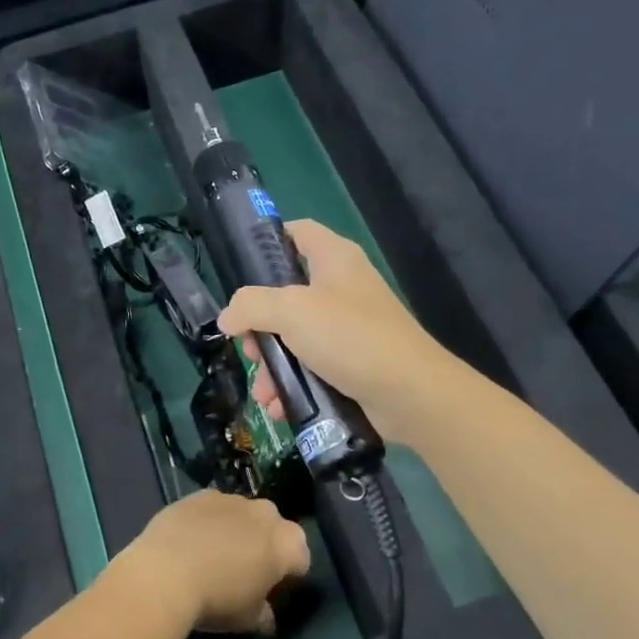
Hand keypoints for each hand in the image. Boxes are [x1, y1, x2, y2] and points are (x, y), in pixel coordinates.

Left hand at [112, 490, 309, 634]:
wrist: (166, 572)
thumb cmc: (217, 600)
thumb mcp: (247, 619)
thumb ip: (264, 615)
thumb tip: (267, 618)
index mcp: (286, 542)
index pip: (301, 556)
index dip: (289, 573)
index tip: (273, 588)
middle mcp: (264, 513)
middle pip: (273, 527)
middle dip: (264, 544)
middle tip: (245, 569)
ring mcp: (231, 499)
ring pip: (242, 514)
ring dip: (236, 529)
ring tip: (213, 554)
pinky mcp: (200, 494)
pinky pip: (213, 508)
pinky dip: (208, 521)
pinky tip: (191, 540)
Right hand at [217, 218, 453, 441]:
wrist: (411, 393)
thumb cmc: (350, 336)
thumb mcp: (292, 311)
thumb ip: (252, 306)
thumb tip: (227, 317)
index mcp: (333, 258)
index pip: (297, 232)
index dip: (267, 242)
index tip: (239, 270)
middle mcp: (342, 287)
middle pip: (286, 295)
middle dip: (260, 327)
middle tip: (249, 349)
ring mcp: (349, 327)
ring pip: (295, 338)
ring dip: (273, 366)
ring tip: (264, 394)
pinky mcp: (354, 362)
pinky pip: (313, 367)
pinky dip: (294, 384)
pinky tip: (281, 406)